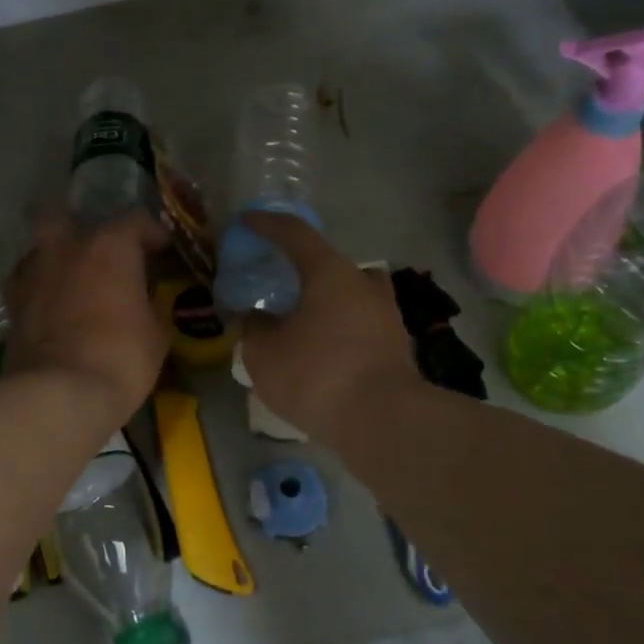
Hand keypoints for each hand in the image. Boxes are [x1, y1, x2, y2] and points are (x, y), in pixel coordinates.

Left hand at [5, 209, 169, 422]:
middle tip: (98, 252)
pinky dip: (38, 286)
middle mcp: (67, 248)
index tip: (162, 250)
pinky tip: (49, 303)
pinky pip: (25, 280)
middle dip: (80, 228)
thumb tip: (145, 303)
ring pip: (40, 247)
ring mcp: (34, 272)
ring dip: (56, 258)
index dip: (151, 233)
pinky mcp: (12, 302)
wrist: (59, 394)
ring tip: (72, 281)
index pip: (135, 220)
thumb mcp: (156, 335)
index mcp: (110, 246)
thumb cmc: (120, 358)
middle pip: (65, 217)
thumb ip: (150, 306)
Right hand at [237, 213, 420, 440]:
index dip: (267, 224)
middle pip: (329, 263)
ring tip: (300, 321)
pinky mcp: (396, 346)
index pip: (294, 233)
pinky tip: (321, 351)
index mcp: (330, 272)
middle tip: (278, 283)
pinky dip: (339, 328)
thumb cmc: (317, 374)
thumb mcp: (263, 353)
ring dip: (325, 300)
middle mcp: (363, 284)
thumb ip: (254, 328)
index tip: (246, 221)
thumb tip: (255, 318)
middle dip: (302, 268)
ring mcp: (386, 315)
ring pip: (349, 294)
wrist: (384, 421)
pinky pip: (359, 324)